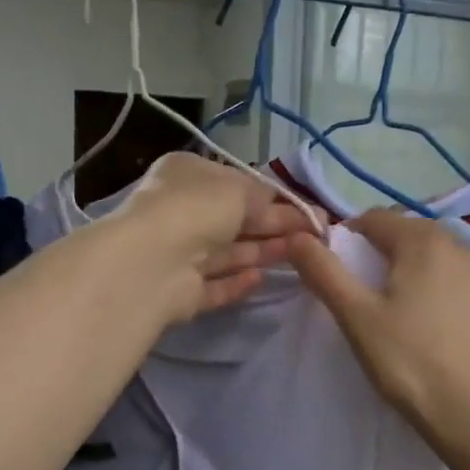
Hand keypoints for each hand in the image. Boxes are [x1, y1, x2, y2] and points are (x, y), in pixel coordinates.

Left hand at [116, 152, 322, 318]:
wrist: (153, 262)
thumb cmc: (196, 209)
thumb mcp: (238, 189)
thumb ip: (263, 196)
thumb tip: (279, 204)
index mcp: (186, 176)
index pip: (234, 184)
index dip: (272, 197)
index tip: (307, 209)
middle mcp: (179, 212)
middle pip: (234, 220)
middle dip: (274, 225)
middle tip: (316, 234)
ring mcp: (177, 255)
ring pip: (226, 253)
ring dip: (262, 251)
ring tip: (302, 255)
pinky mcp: (179, 292)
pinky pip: (214, 286)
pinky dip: (237, 283)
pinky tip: (262, 280)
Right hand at [288, 210, 469, 445]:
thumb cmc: (409, 362)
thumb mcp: (356, 317)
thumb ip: (324, 272)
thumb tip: (298, 236)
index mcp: (424, 242)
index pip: (376, 219)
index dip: (351, 239)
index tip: (342, 274)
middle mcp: (467, 248)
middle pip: (414, 239)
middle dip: (389, 258)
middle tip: (375, 302)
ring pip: (448, 264)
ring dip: (426, 278)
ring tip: (413, 321)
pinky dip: (457, 302)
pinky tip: (449, 338)